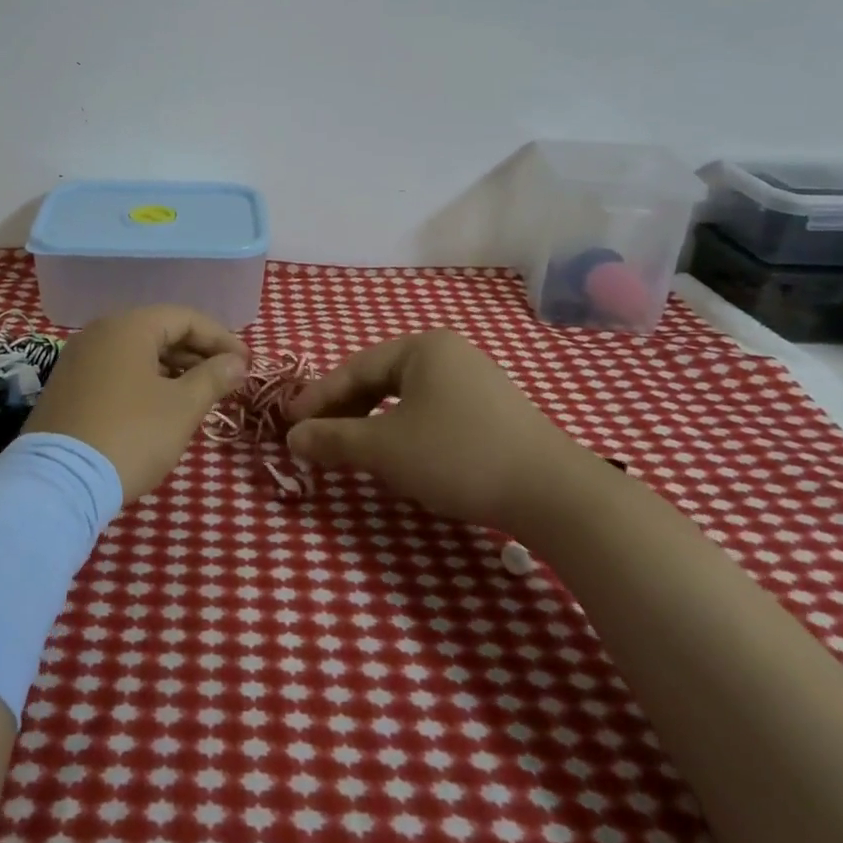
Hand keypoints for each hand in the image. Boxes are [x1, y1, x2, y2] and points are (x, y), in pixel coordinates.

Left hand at [23, 306, 248, 500]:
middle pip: (159, 331)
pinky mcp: (67, 387)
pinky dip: (145, 381)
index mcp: (128, 326)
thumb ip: (213, 378)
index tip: (246, 364)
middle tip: (227, 379)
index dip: (221, 338)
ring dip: (172, 368)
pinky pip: (116, 371)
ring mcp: (78, 359)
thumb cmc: (131, 435)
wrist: (59, 482)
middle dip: (197, 353)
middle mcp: (99, 332)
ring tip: (200, 394)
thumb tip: (236, 362)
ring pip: (137, 353)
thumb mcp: (182, 407)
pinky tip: (162, 406)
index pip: (185, 317)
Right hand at [287, 330, 595, 529]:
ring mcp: (475, 381)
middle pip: (379, 379)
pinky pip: (431, 411)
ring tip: (350, 447)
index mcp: (421, 348)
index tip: (288, 422)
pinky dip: (403, 430)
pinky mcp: (493, 411)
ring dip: (372, 422)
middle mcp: (448, 353)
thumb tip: (292, 438)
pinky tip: (399, 454)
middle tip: (315, 436)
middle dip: (344, 410)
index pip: (354, 369)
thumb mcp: (385, 449)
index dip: (317, 397)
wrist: (554, 495)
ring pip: (405, 398)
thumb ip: (333, 439)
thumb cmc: (458, 456)